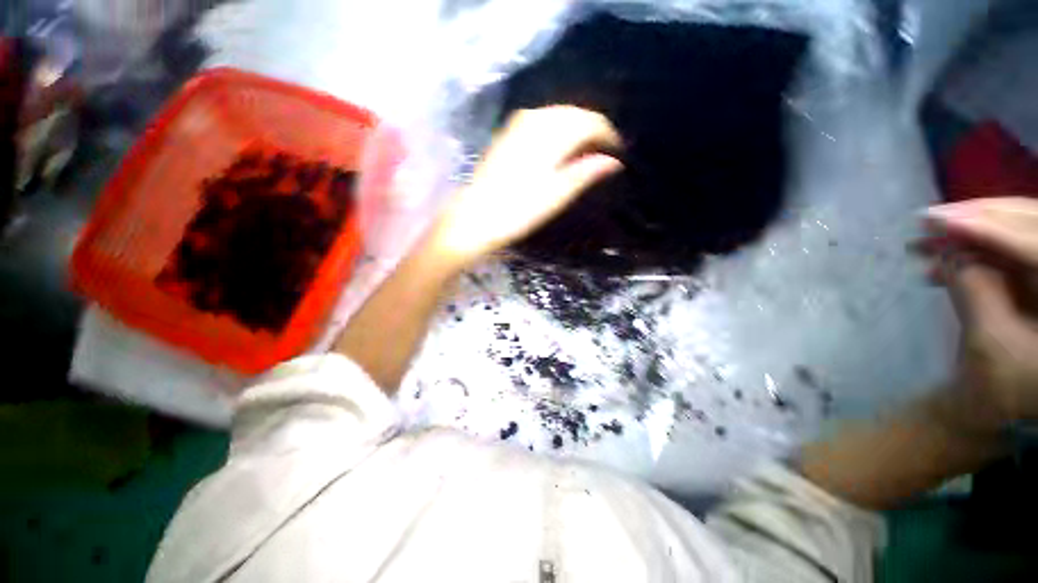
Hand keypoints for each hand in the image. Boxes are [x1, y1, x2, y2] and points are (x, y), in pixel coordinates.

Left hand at [429, 106, 621, 269]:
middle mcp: (534, 120)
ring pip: (557, 115)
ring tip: (584, 151)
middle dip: (593, 129)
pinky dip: (556, 130)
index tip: (617, 153)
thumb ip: (585, 173)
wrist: (475, 217)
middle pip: (574, 114)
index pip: (590, 122)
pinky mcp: (507, 134)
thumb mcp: (556, 195)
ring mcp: (517, 125)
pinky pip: (541, 120)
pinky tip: (558, 147)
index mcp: (550, 135)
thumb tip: (613, 161)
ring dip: (575, 128)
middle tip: (603, 153)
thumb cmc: (518, 211)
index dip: (608, 135)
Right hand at [919, 197, 1037, 433]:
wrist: (1004, 404)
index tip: (941, 219)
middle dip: (981, 220)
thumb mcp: (991, 344)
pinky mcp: (1035, 278)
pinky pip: (1008, 251)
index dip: (992, 230)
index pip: (1036, 247)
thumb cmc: (1002, 387)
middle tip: (931, 218)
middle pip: (1031, 228)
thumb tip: (950, 252)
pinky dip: (975, 250)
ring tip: (926, 239)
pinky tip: (943, 258)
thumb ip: (976, 292)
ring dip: (972, 233)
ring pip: (1018, 233)